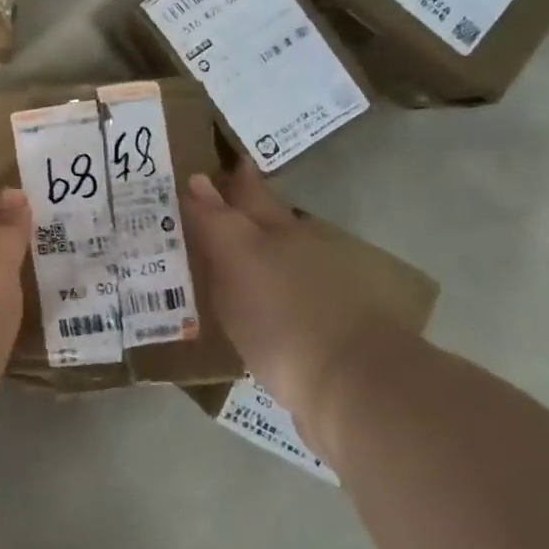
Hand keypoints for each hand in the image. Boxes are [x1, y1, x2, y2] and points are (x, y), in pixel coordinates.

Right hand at [184, 160, 411, 441]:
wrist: (351, 388)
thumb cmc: (284, 314)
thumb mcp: (238, 259)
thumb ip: (215, 220)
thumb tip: (197, 179)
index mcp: (281, 231)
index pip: (251, 193)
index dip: (236, 177)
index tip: (220, 160)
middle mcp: (304, 253)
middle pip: (270, 222)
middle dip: (245, 210)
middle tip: (215, 202)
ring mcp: (321, 293)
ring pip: (281, 260)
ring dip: (257, 253)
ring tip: (227, 255)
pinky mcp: (325, 333)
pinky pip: (285, 299)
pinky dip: (267, 294)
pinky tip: (253, 307)